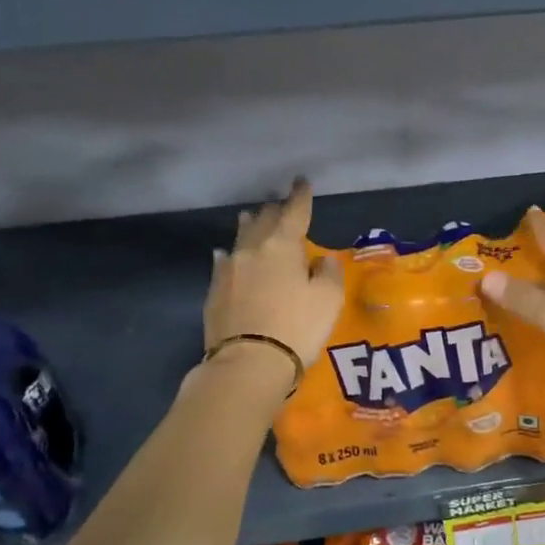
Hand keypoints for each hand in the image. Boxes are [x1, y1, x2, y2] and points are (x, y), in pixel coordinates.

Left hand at [204, 180, 345, 371]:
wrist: (248, 363)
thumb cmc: (296, 328)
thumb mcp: (328, 300)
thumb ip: (329, 274)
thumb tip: (322, 261)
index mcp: (282, 246)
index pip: (294, 212)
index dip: (301, 196)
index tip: (302, 182)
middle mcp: (252, 250)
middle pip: (264, 220)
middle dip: (275, 210)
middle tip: (282, 204)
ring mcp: (228, 270)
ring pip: (240, 237)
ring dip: (250, 225)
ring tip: (253, 217)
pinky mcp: (214, 291)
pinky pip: (224, 262)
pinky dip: (231, 254)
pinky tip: (227, 255)